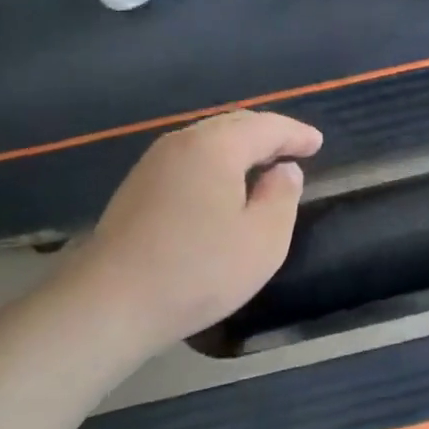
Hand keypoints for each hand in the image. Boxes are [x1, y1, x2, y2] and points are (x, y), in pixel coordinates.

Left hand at [60, 110, 322, 349]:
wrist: (110, 303)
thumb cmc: (198, 270)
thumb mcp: (262, 240)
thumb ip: (282, 197)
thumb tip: (284, 171)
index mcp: (216, 146)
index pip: (266, 127)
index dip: (295, 134)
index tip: (317, 143)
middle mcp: (182, 143)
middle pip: (233, 125)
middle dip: (266, 134)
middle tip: (293, 149)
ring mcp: (153, 164)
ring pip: (207, 141)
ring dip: (239, 147)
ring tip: (262, 165)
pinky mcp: (136, 188)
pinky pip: (188, 160)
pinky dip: (215, 163)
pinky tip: (221, 186)